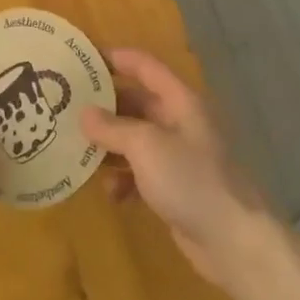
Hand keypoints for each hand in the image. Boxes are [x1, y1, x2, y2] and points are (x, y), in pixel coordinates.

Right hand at [83, 49, 273, 292]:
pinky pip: (139, 172)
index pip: (144, 66)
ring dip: (109, 147)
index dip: (114, 58)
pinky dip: (123, 179)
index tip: (80, 60)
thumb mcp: (146, 146)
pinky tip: (111, 194)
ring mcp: (177, 156)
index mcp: (180, 101)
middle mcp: (179, 122)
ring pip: (134, 139)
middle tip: (66, 109)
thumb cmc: (190, 180)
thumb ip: (112, 126)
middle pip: (136, 103)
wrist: (233, 241)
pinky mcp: (174, 187)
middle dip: (104, 107)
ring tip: (79, 153)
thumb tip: (84, 113)